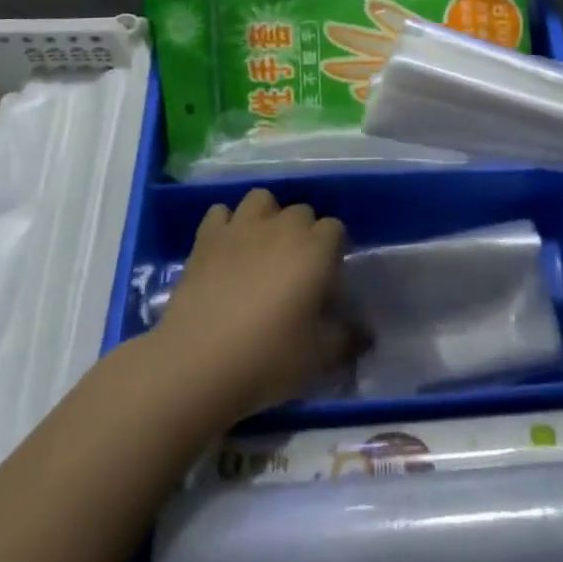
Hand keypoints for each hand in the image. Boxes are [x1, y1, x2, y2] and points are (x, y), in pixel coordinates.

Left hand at [153, 188, 351, 420]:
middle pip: (301, 211)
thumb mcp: (318, 358)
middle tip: (296, 269)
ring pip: (262, 199)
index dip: (333, 251)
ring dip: (267, 217)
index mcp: (315, 249)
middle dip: (303, 233)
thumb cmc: (267, 358)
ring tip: (262, 248)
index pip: (336, 229)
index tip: (327, 279)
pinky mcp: (207, 237)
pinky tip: (226, 248)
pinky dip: (226, 224)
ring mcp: (241, 227)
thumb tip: (365, 335)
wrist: (196, 362)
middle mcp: (282, 227)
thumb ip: (347, 340)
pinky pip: (221, 213)